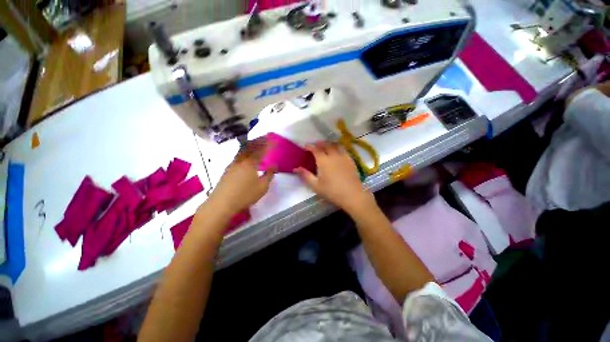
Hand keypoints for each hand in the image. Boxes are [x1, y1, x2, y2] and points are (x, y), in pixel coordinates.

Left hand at [206, 138, 274, 216]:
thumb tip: (274, 165)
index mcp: (250, 163)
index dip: (268, 144)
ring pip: (242, 150)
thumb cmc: (245, 195)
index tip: (274, 140)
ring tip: (256, 142)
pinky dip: (244, 151)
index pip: (261, 150)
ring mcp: (232, 164)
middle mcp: (241, 160)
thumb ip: (269, 175)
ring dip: (250, 144)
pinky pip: (238, 155)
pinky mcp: (227, 169)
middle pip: (250, 146)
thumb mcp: (262, 187)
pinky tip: (246, 156)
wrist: (221, 203)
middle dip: (258, 140)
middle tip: (265, 136)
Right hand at [295, 142, 374, 214]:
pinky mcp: (351, 160)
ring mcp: (343, 157)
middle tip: (315, 145)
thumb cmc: (332, 191)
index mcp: (323, 161)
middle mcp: (333, 155)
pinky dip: (338, 148)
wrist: (352, 195)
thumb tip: (296, 168)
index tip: (305, 146)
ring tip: (326, 146)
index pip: (315, 149)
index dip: (310, 146)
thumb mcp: (315, 185)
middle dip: (319, 143)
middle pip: (326, 145)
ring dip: (329, 144)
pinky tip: (337, 153)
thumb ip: (305, 175)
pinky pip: (343, 150)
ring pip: (336, 145)